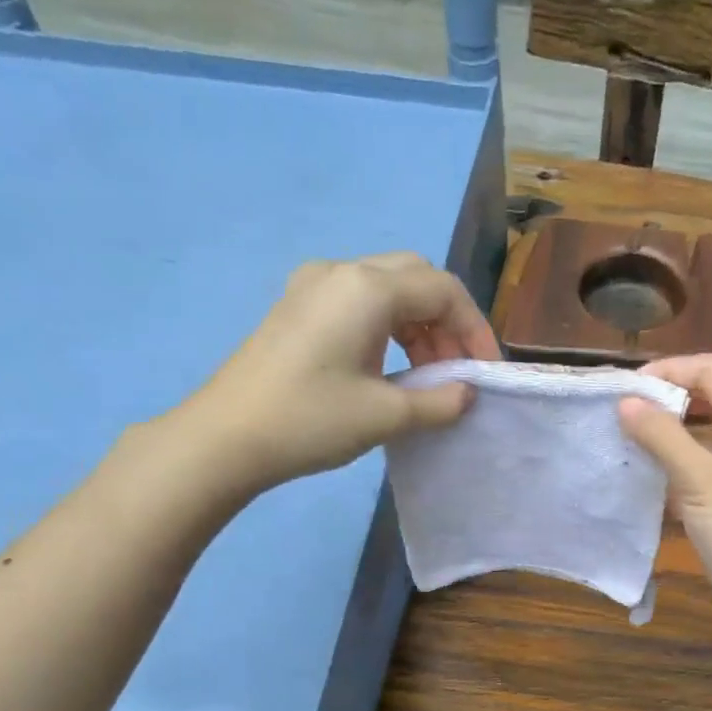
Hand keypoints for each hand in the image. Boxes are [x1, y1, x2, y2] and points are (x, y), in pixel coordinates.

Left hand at [166, 253, 498, 496]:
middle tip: (458, 368)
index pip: (443, 290)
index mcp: (367, 288)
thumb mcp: (387, 415)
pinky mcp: (299, 307)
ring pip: (389, 288)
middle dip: (449, 321)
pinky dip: (390, 327)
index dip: (475, 329)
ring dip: (420, 325)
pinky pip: (361, 302)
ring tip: (429, 375)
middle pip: (417, 278)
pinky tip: (392, 366)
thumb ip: (440, 400)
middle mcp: (342, 272)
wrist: (225, 438)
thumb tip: (467, 392)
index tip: (486, 372)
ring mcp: (314, 286)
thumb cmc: (311, 420)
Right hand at [618, 355, 711, 638]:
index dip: (667, 370)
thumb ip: (662, 436)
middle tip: (618, 412)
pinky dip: (673, 466)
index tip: (622, 390)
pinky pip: (701, 467)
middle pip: (708, 397)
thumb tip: (625, 401)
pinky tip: (641, 476)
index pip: (711, 370)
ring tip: (622, 440)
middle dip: (664, 400)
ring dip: (665, 434)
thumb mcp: (701, 480)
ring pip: (702, 434)